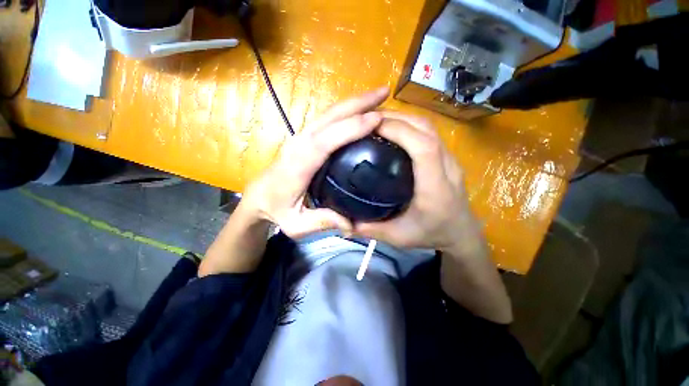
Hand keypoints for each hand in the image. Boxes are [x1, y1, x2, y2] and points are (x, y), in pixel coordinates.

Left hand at [239, 87, 389, 237]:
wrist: (259, 197)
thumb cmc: (277, 210)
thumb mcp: (296, 225)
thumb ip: (323, 222)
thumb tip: (352, 223)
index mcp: (298, 165)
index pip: (324, 141)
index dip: (349, 128)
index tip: (376, 118)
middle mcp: (299, 144)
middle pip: (329, 118)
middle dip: (358, 103)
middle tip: (385, 93)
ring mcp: (301, 138)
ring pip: (329, 114)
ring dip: (353, 103)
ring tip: (378, 96)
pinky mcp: (305, 137)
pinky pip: (327, 119)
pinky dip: (345, 111)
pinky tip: (360, 109)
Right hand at [353, 113, 485, 256]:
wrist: (461, 234)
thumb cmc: (433, 235)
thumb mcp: (399, 237)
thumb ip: (371, 229)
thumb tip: (345, 220)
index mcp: (435, 186)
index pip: (423, 146)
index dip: (399, 130)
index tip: (372, 126)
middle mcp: (446, 167)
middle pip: (426, 129)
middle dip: (397, 118)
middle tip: (368, 120)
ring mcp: (450, 159)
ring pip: (429, 127)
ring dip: (403, 118)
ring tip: (378, 122)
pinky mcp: (447, 157)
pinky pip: (429, 133)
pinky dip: (409, 125)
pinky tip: (393, 131)